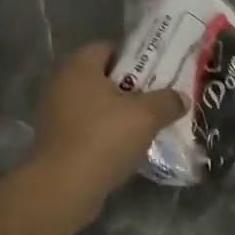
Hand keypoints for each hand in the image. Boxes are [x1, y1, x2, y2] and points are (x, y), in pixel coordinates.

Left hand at [33, 42, 186, 201]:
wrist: (64, 187)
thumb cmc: (104, 138)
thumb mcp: (146, 117)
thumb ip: (167, 102)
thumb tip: (181, 98)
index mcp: (79, 67)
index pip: (107, 47)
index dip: (132, 57)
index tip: (154, 72)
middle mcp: (61, 84)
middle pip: (100, 76)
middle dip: (127, 87)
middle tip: (153, 98)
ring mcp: (53, 113)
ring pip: (92, 104)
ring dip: (115, 112)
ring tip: (142, 125)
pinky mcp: (53, 140)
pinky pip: (83, 127)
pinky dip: (101, 132)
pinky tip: (122, 147)